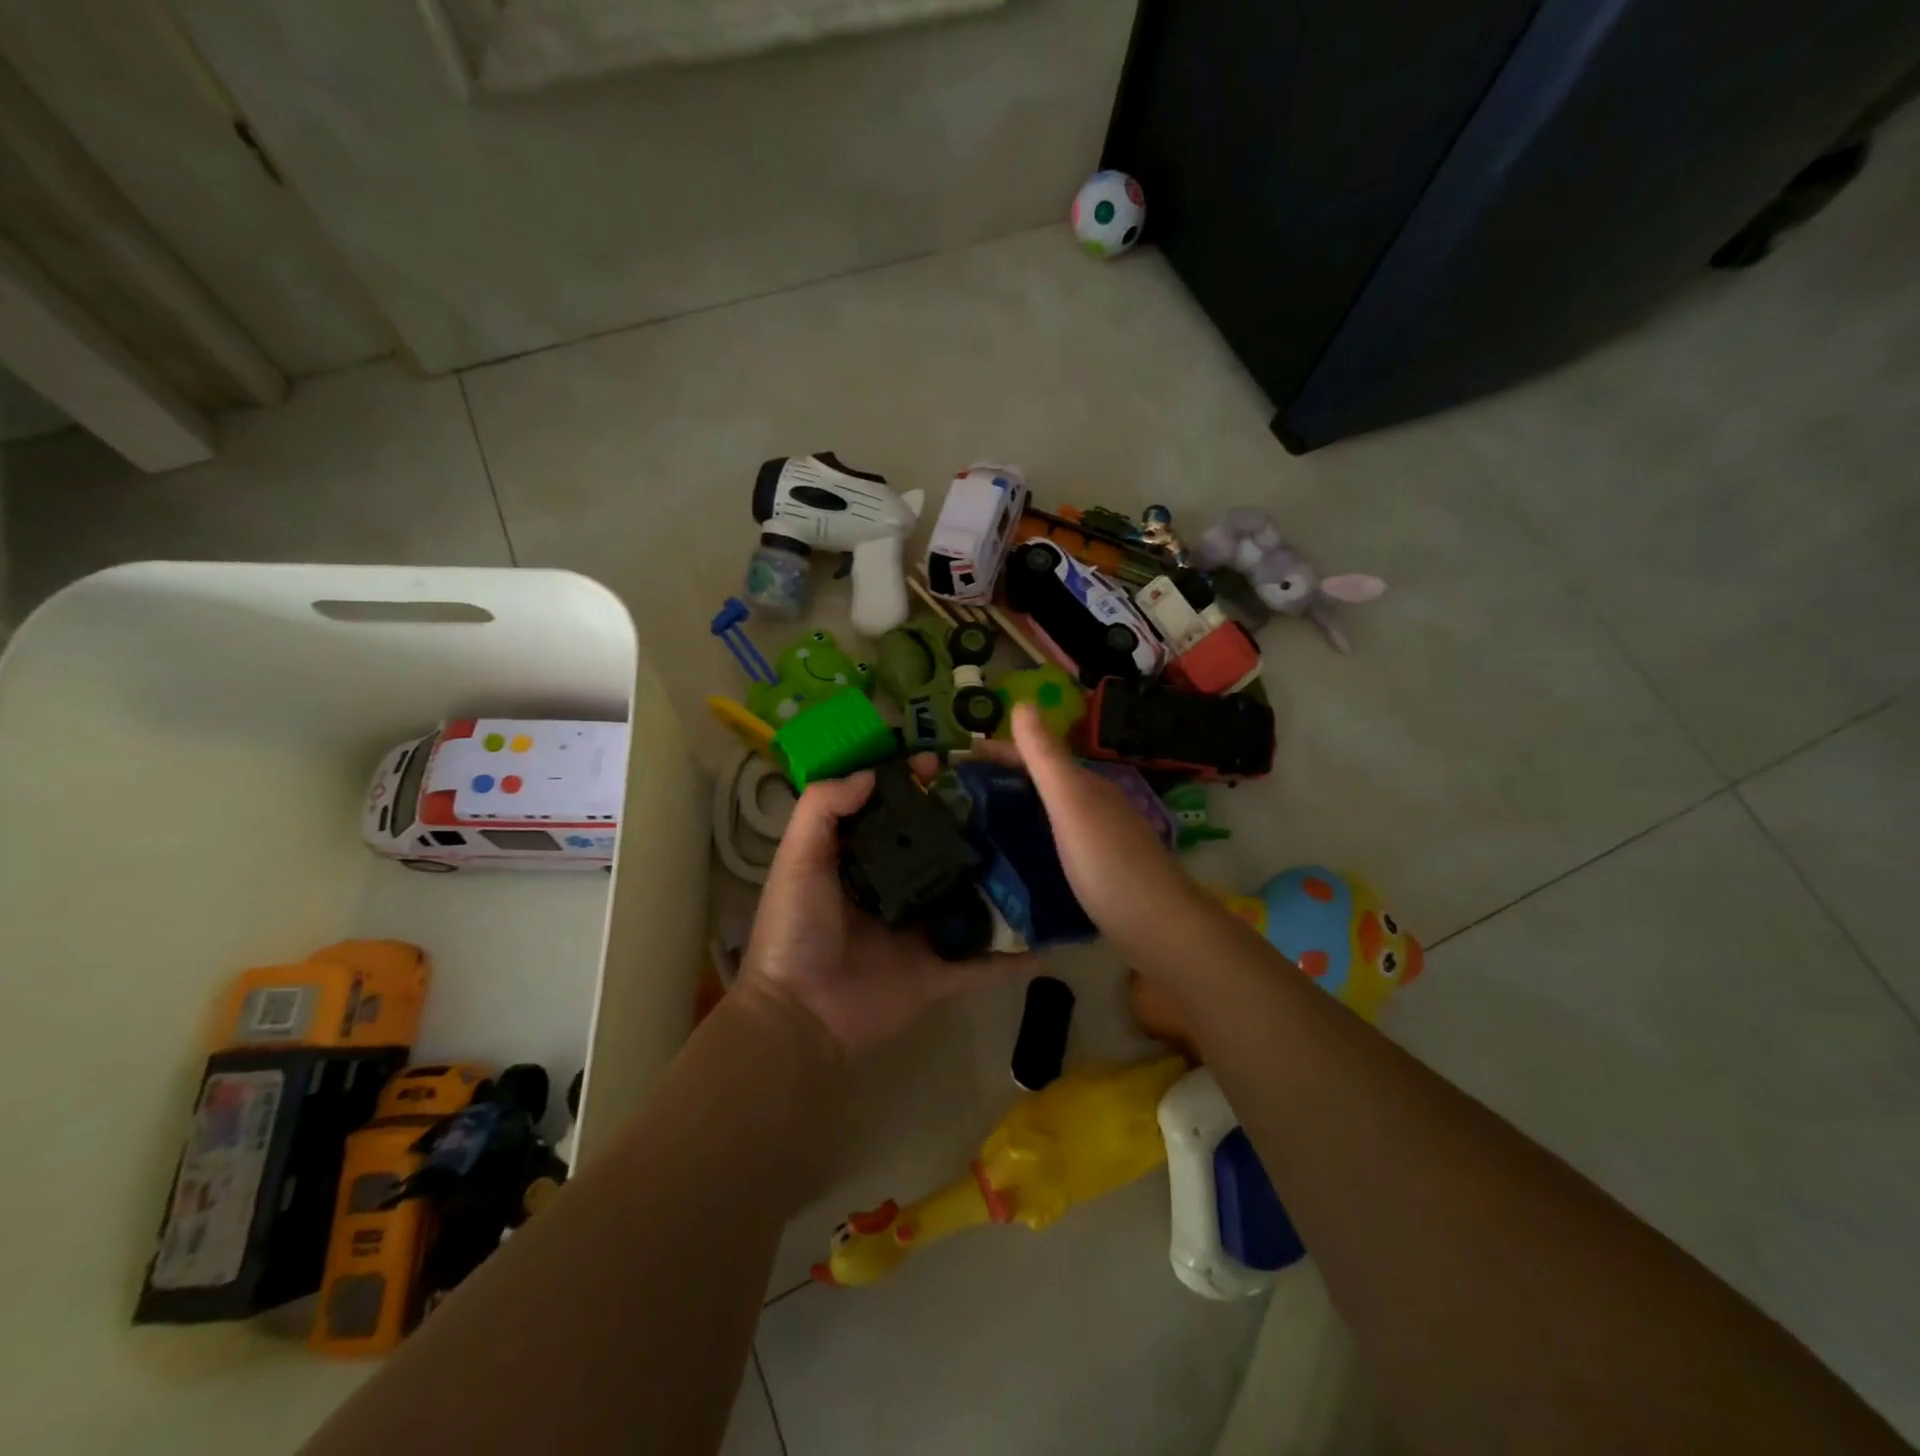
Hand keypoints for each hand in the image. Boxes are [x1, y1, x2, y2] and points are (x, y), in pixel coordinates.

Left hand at [737, 768, 1023, 1054]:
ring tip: (1042, 851)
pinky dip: (1016, 952)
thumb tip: (871, 773)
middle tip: (1008, 799)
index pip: (896, 812)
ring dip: (1001, 881)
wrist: (799, 1015)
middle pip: (941, 849)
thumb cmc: (795, 929)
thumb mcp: (798, 859)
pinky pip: (986, 961)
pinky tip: (1051, 930)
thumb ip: (823, 809)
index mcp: (864, 860)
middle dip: (970, 825)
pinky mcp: (942, 972)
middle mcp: (899, 889)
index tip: (946, 763)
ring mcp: (925, 932)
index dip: (917, 785)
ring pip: (971, 899)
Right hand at [974, 704, 1208, 962]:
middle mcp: (1094, 805)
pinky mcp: (1098, 870)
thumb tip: (1023, 702)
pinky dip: (1031, 838)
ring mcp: (1099, 838)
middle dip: (1003, 779)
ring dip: (1016, 808)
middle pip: (1042, 782)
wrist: (1157, 926)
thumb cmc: (1108, 861)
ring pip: (1050, 812)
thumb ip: (1047, 757)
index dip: (998, 751)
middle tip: (957, 793)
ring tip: (976, 822)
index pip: (1035, 755)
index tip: (957, 758)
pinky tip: (1014, 858)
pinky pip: (1055, 841)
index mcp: (1085, 785)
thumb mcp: (1071, 803)